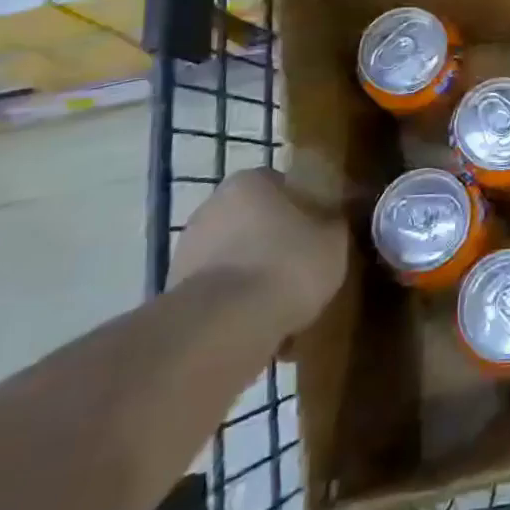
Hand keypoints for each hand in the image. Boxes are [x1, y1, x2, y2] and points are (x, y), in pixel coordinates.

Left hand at [170, 168, 347, 341]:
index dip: (305, 208)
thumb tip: (333, 221)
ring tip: (283, 307)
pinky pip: (219, 293)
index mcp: (250, 181)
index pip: (283, 185)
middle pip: (255, 221)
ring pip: (235, 258)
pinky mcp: (175, 294)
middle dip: (275, 243)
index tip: (320, 234)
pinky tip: (259, 328)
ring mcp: (188, 250)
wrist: (224, 328)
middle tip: (303, 269)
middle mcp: (213, 206)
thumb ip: (334, 224)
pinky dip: (235, 306)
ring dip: (254, 276)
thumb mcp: (334, 240)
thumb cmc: (287, 266)